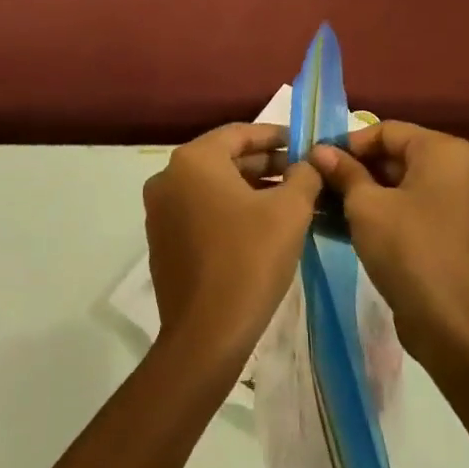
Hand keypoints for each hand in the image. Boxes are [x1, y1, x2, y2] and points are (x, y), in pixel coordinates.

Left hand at [142, 124, 321, 364]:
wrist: (206, 335)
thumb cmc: (250, 259)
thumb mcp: (291, 211)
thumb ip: (304, 176)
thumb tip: (308, 164)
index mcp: (194, 160)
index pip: (240, 133)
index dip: (277, 136)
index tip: (305, 145)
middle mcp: (168, 177)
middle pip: (225, 159)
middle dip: (266, 165)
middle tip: (302, 174)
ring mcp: (160, 210)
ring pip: (213, 186)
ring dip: (251, 188)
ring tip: (290, 200)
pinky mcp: (162, 240)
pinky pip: (200, 211)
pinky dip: (230, 210)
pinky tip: (261, 226)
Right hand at [309, 122, 468, 366]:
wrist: (451, 323)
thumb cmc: (408, 249)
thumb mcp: (366, 206)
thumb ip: (343, 172)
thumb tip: (320, 151)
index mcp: (443, 152)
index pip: (386, 131)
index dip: (348, 143)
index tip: (316, 159)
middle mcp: (456, 171)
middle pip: (394, 157)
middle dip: (353, 169)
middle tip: (316, 183)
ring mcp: (456, 205)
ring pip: (399, 187)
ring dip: (361, 194)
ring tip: (321, 205)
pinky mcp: (449, 235)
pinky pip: (409, 211)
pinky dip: (379, 214)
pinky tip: (341, 227)